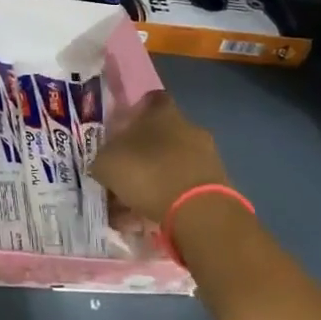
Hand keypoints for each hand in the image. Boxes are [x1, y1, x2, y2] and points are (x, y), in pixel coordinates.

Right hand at [88, 91, 234, 229]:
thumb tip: (106, 161)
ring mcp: (206, 156)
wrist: (199, 212)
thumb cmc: (147, 173)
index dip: (132, 114)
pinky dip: (167, 199)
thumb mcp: (106, 163)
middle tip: (120, 174)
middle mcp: (188, 127)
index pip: (148, 101)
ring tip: (130, 206)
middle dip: (140, 153)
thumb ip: (104, 157)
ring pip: (170, 164)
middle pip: (159, 135)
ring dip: (153, 179)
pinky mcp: (216, 185)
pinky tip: (148, 218)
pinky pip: (183, 187)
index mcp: (162, 112)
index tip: (118, 131)